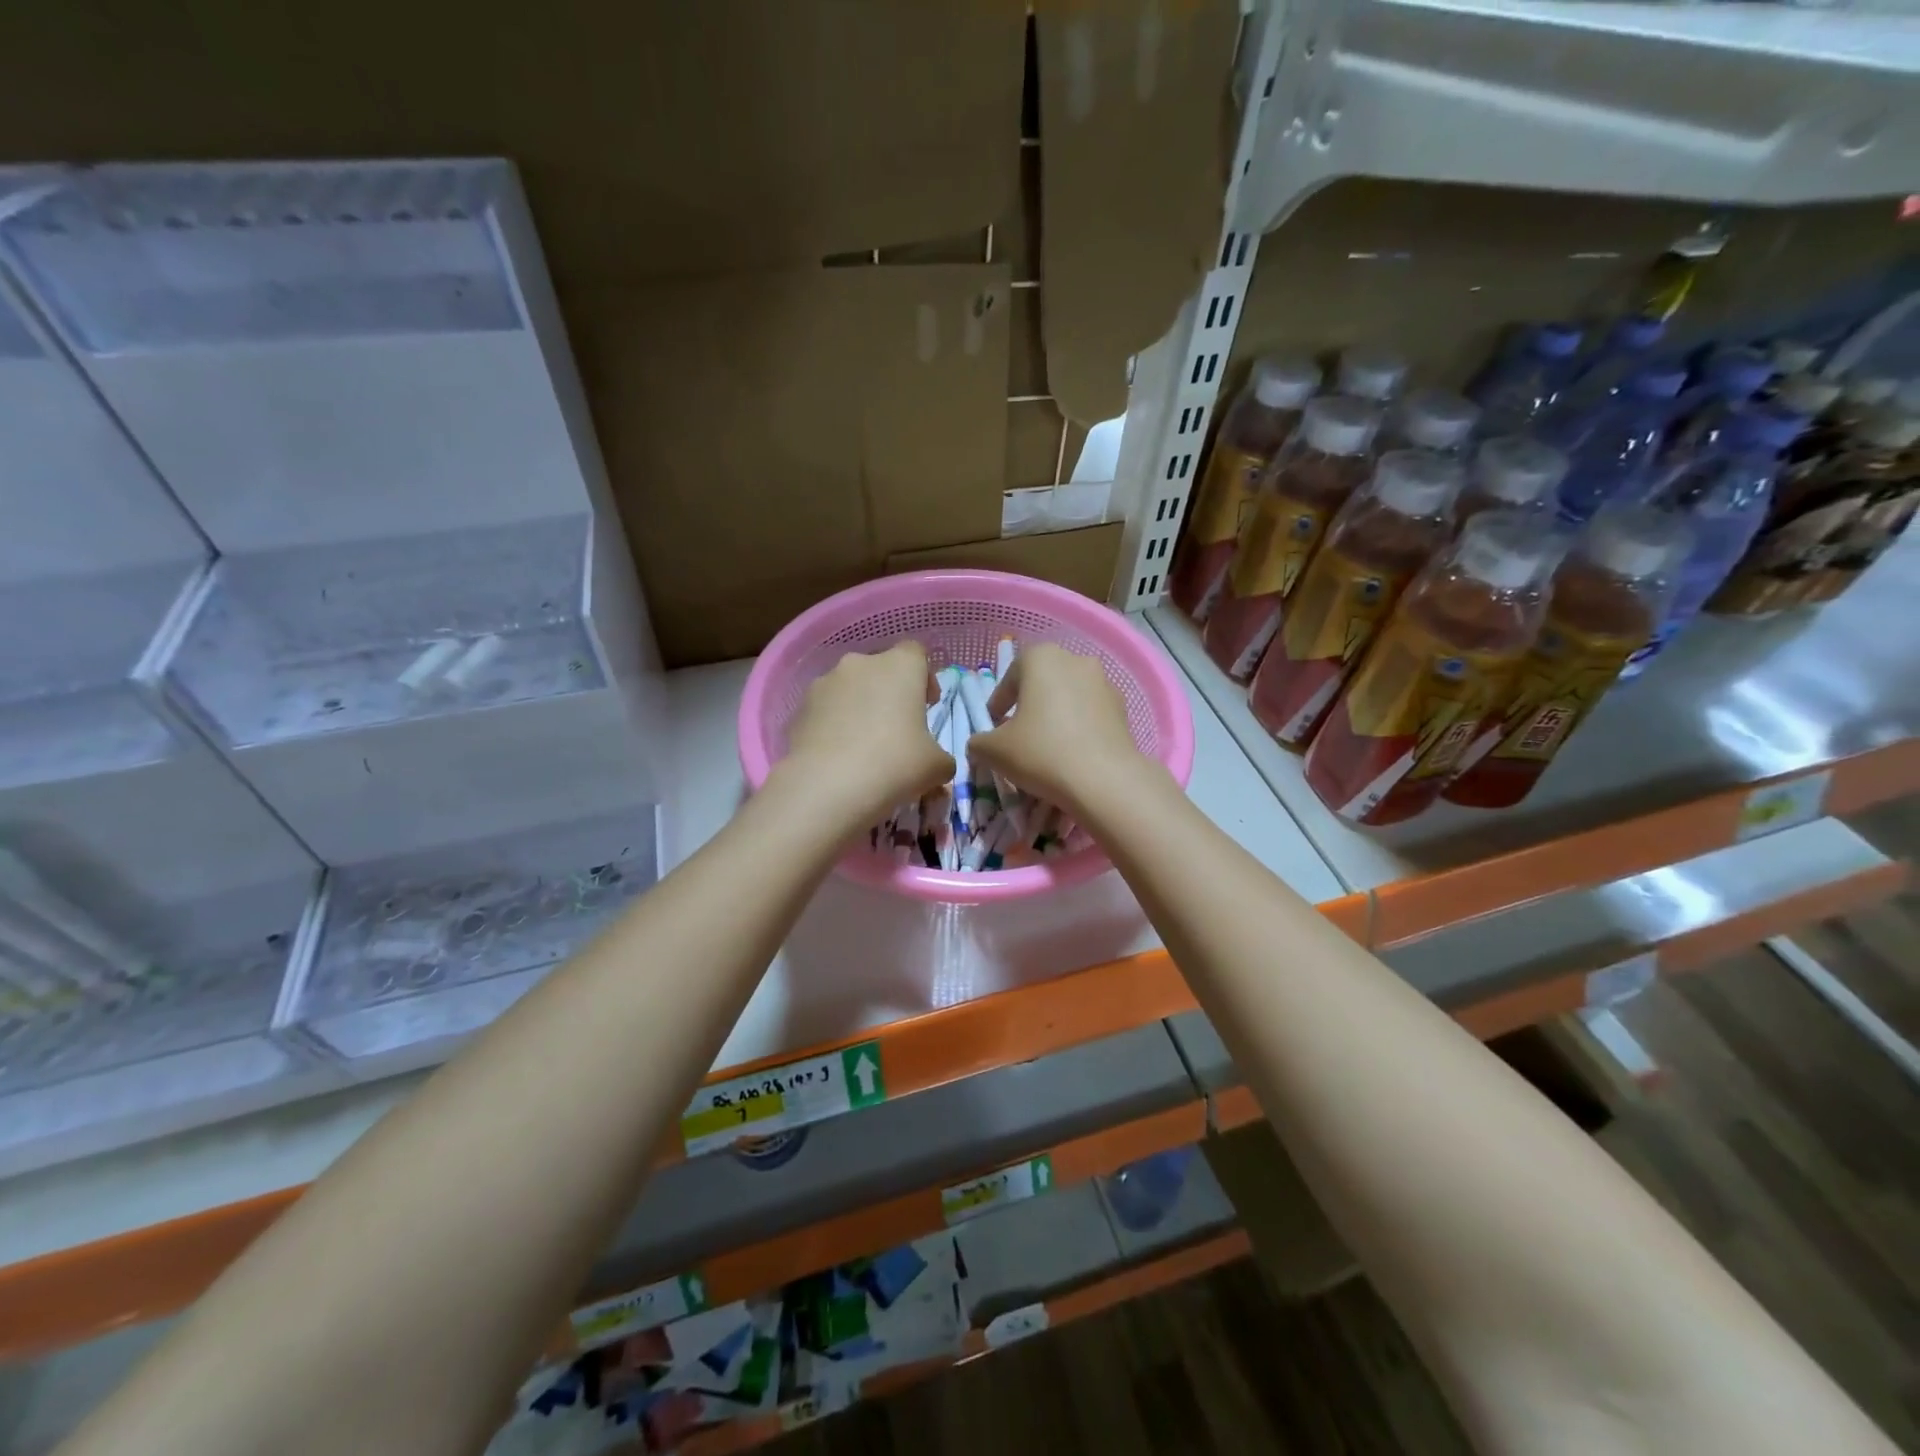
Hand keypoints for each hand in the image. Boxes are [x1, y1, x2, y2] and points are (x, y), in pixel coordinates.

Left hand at [778, 642, 954, 824]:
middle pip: (880, 669)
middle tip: (896, 729)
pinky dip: (834, 725)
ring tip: (863, 746)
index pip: (916, 653)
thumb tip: (935, 763)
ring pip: (849, 688)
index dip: (924, 677)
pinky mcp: (799, 708)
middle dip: (889, 693)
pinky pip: (825, 710)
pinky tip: (838, 756)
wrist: (826, 787)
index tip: (927, 705)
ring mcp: (824, 683)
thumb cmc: (894, 764)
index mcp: (900, 666)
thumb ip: (942, 757)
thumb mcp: (937, 767)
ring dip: (859, 707)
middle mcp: (860, 663)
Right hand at [969, 643, 1152, 819]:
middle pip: (1042, 682)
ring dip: (1056, 716)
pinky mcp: (1123, 708)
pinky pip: (1090, 714)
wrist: (1104, 780)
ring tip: (1047, 747)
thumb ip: (979, 742)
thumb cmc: (1041, 752)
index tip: (994, 726)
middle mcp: (1075, 660)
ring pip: (1069, 697)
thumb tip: (981, 744)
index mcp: (1041, 657)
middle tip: (1019, 734)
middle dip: (1029, 706)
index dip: (998, 703)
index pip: (1010, 675)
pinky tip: (1072, 754)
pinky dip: (1079, 728)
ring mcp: (1104, 682)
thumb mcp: (994, 750)